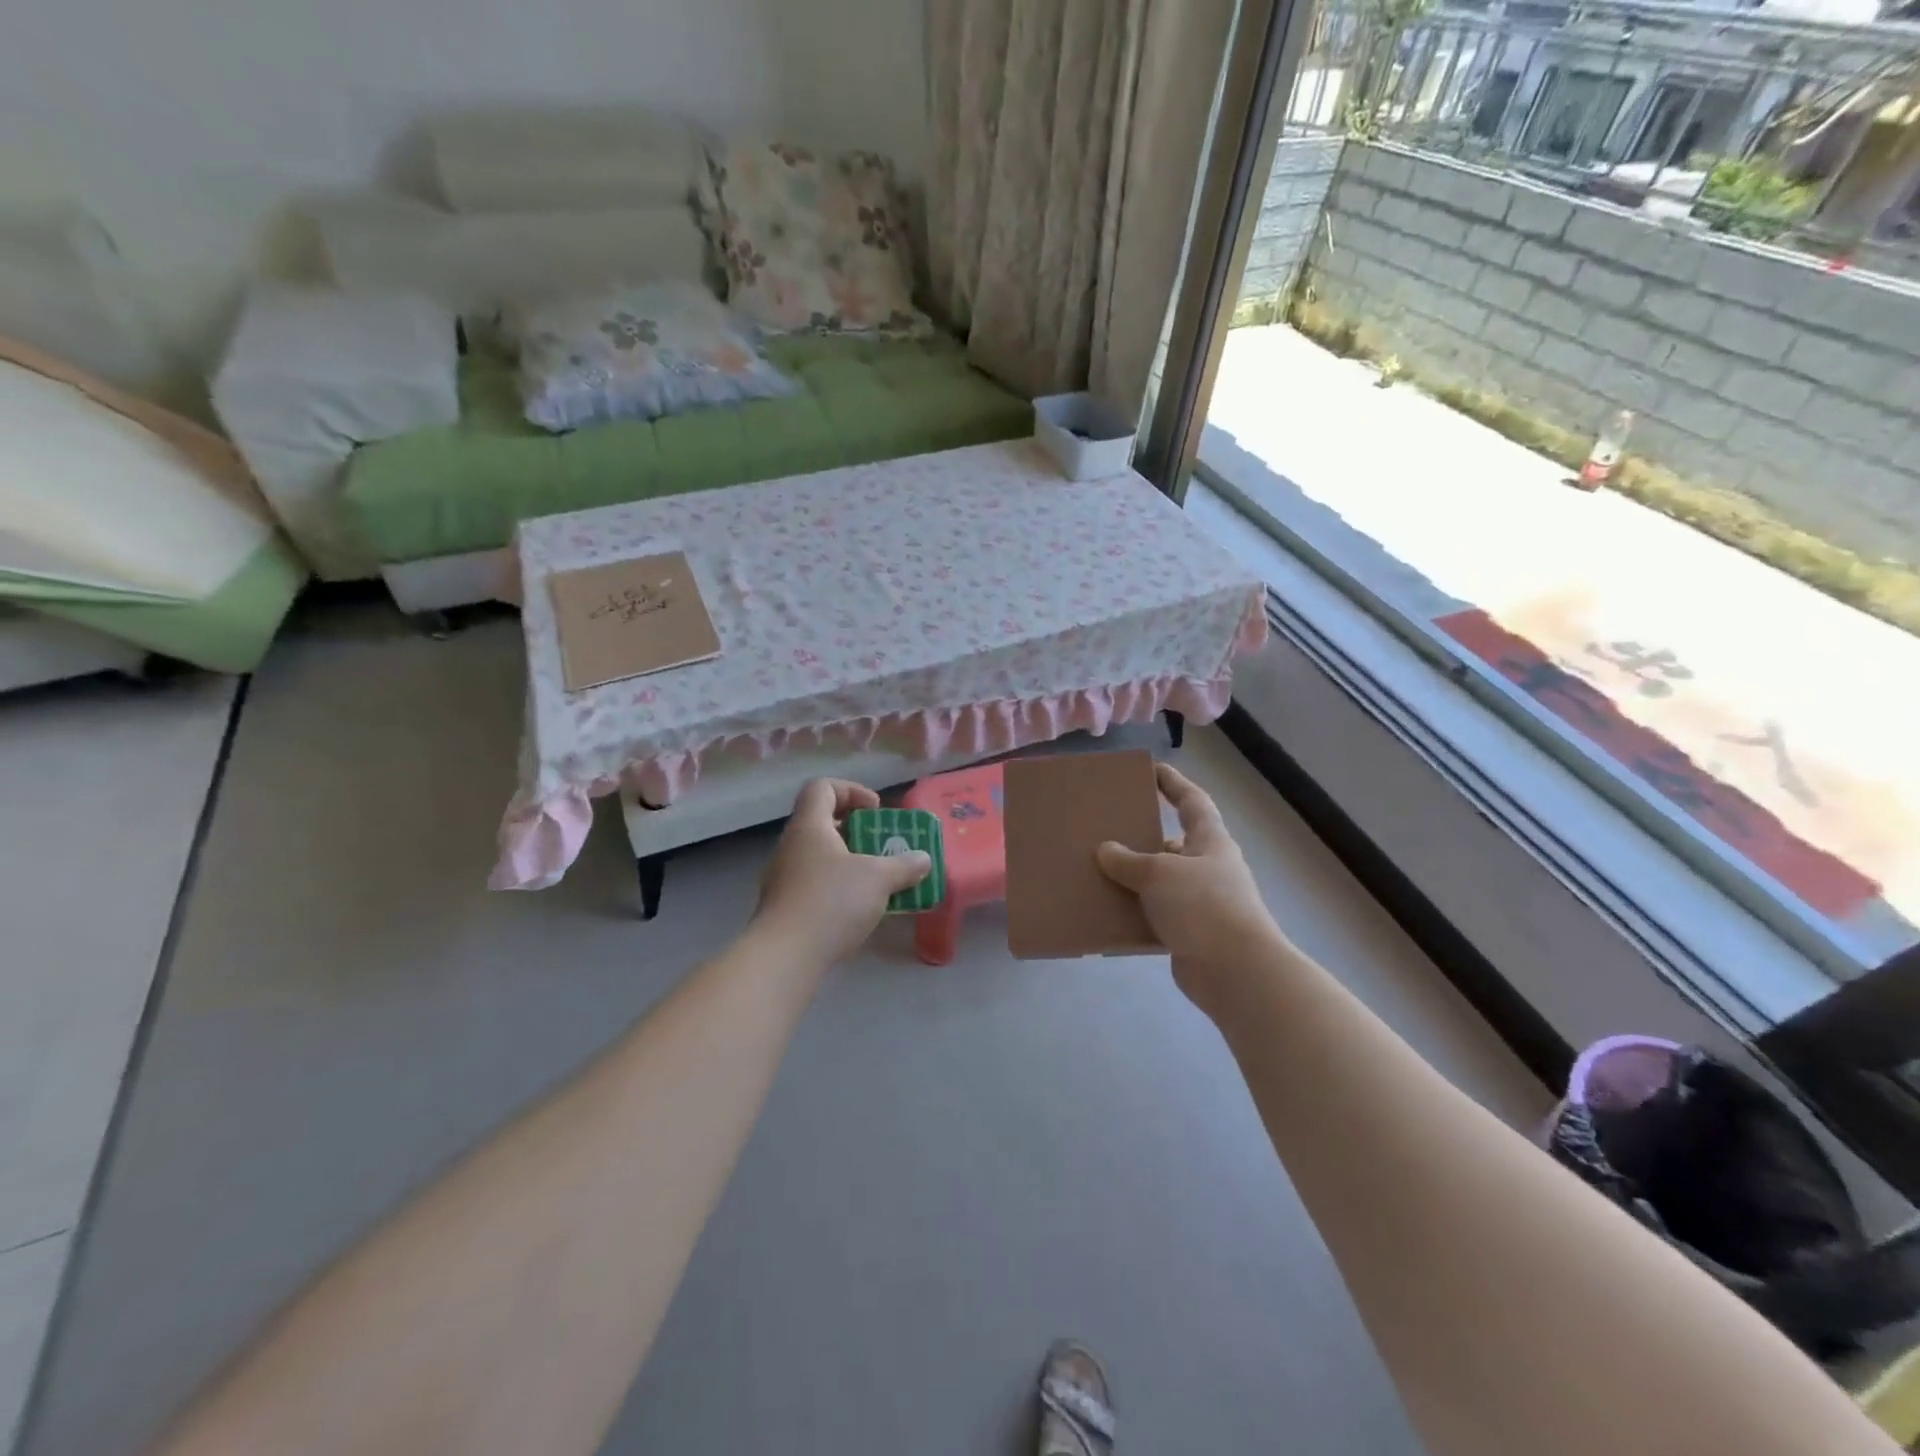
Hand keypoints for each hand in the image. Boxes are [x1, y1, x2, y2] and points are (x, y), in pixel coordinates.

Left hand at [755, 779, 930, 965]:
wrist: (785, 956)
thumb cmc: (832, 902)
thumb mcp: (878, 879)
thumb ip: (904, 865)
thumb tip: (923, 859)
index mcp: (809, 826)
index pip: (822, 788)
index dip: (851, 790)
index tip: (875, 810)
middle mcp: (791, 846)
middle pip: (821, 822)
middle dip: (856, 830)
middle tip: (880, 845)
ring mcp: (783, 878)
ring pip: (819, 856)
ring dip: (848, 861)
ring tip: (876, 880)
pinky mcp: (784, 907)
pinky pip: (814, 884)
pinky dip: (838, 887)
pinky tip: (858, 909)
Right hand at [1095, 763, 1283, 1009]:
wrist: (1236, 972)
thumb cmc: (1203, 906)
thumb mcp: (1159, 873)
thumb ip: (1128, 860)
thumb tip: (1105, 850)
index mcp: (1210, 841)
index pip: (1193, 801)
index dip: (1173, 783)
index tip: (1152, 770)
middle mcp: (1209, 868)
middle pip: (1174, 844)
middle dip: (1144, 837)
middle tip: (1108, 829)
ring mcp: (1202, 903)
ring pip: (1162, 883)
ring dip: (1135, 879)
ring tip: (1098, 872)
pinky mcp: (1191, 935)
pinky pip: (1156, 916)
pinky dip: (1135, 913)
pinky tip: (1108, 913)